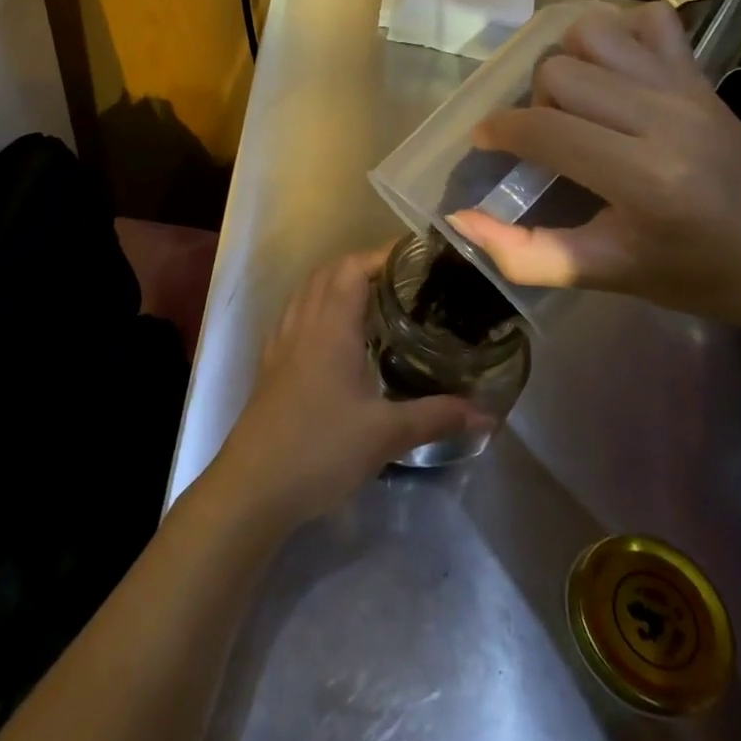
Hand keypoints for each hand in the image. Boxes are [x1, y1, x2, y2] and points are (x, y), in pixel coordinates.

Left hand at [206, 252, 489, 531]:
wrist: (253, 486)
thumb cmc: (321, 449)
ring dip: (339, 283)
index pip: (353, 267)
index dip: (383, 254)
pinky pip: (297, 315)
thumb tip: (486, 414)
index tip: (417, 257)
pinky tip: (338, 335)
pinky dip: (319, 307)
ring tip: (376, 300)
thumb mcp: (386, 435)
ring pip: (309, 291)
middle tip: (404, 279)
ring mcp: (282, 341)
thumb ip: (436, 417)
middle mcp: (303, 322)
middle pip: (329, 272)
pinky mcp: (272, 363)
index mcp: (330, 326)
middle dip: (365, 264)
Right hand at [448, 0, 740, 345]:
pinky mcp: (704, 76)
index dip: (498, 131)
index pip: (543, 128)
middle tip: (547, 141)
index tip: (485, 143)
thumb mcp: (606, 275)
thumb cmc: (700, 276)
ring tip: (577, 104)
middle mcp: (665, 118)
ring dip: (569, 63)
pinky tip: (617, 75)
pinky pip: (650, 22)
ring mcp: (688, 89)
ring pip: (594, 33)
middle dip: (533, 103)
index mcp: (643, 177)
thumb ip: (525, 253)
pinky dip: (621, 36)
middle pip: (559, 72)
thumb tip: (460, 218)